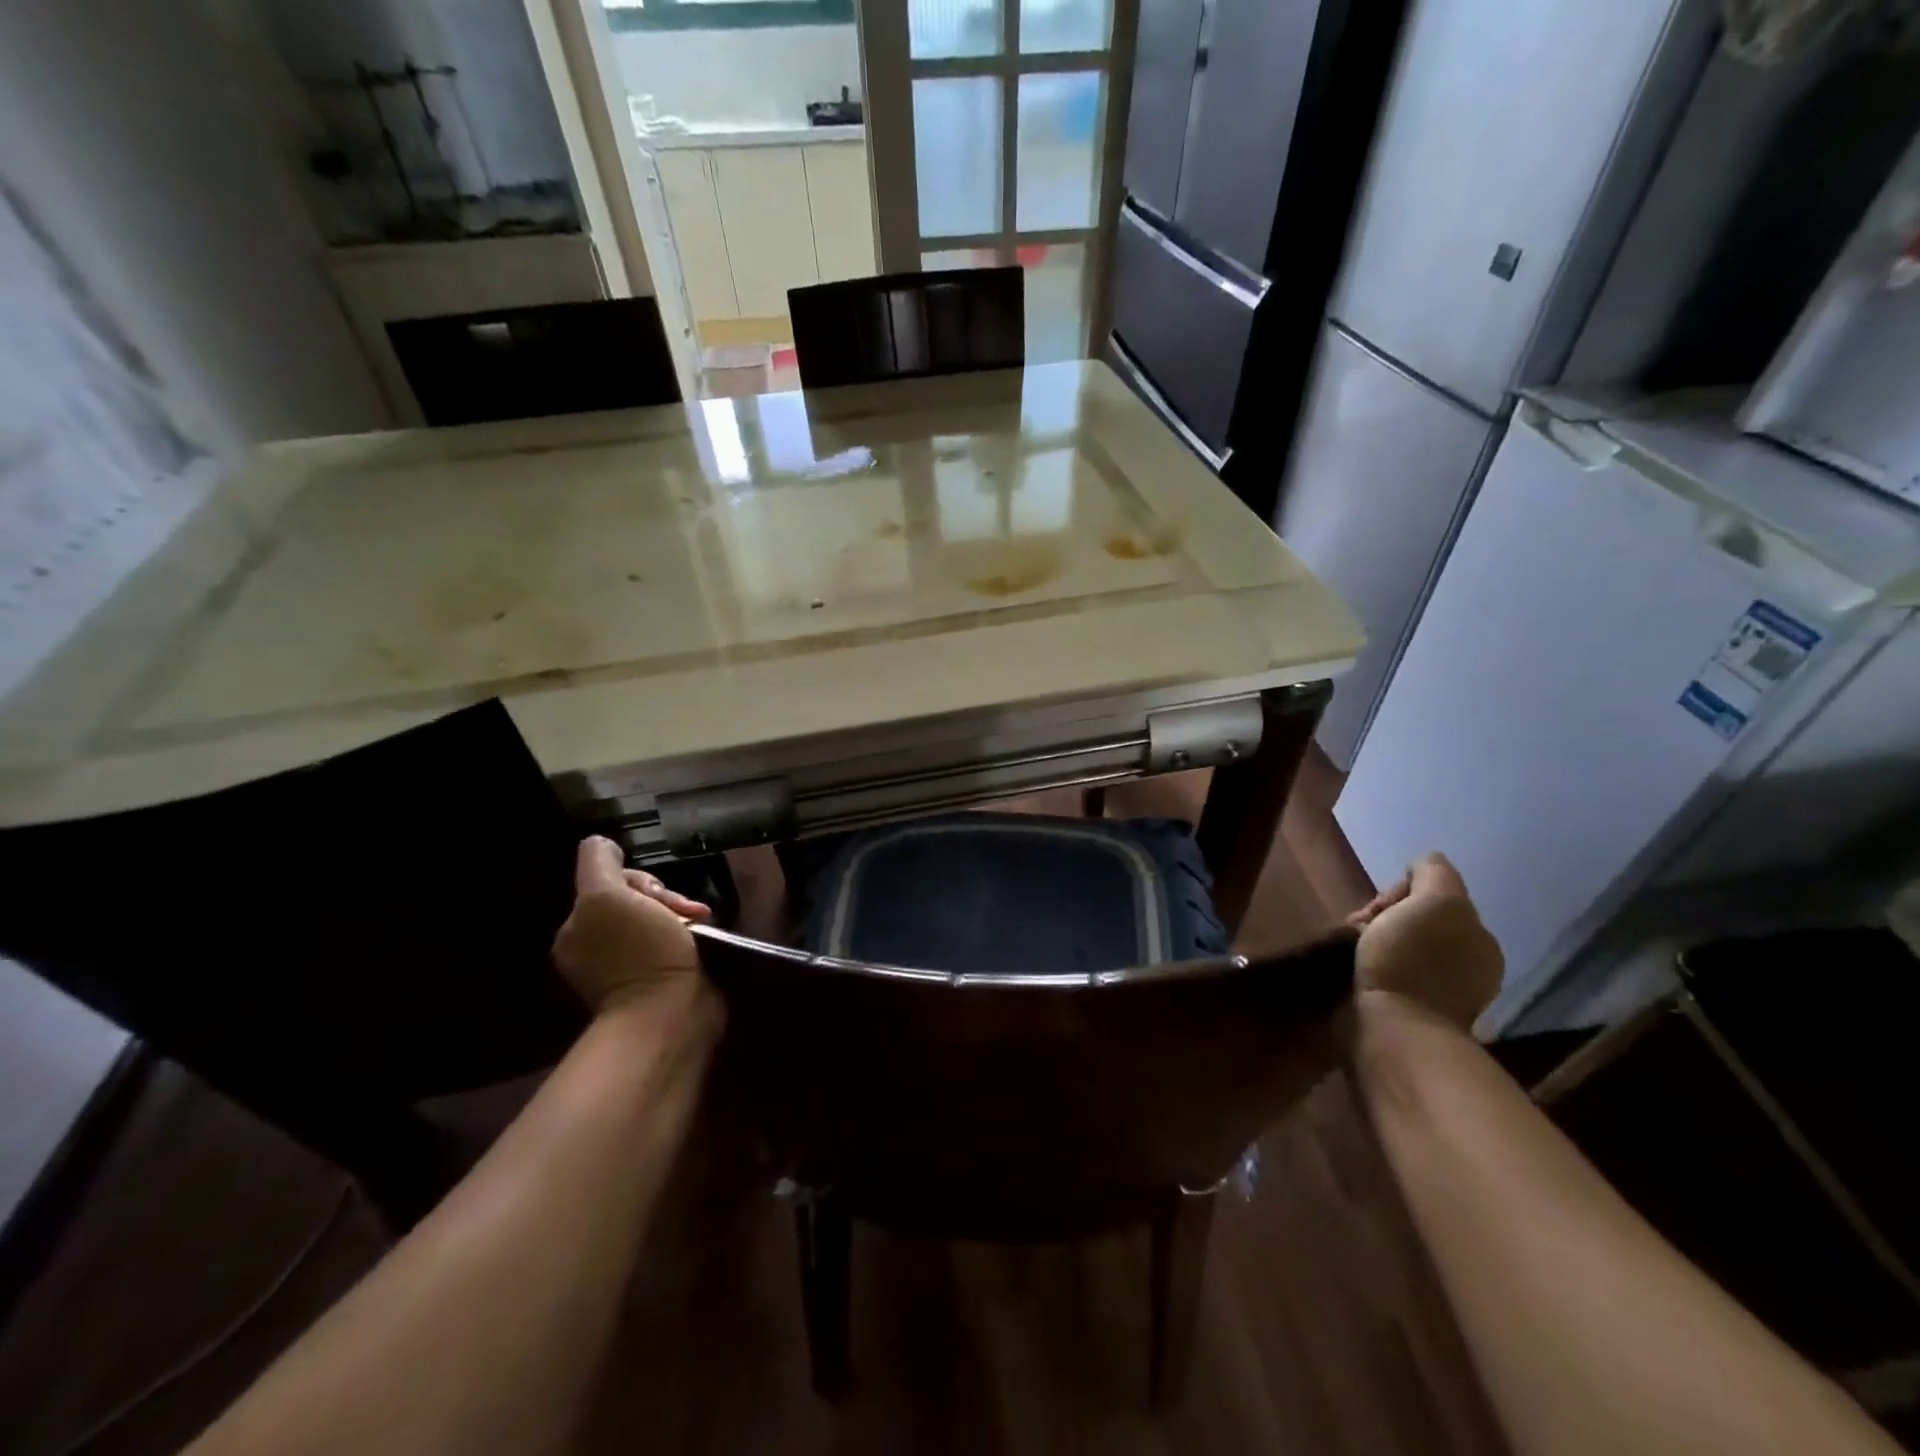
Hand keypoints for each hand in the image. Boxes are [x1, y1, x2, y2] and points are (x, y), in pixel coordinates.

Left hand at [552, 837, 713, 1014]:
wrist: (671, 1014)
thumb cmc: (640, 953)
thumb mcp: (606, 896)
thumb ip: (598, 864)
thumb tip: (602, 844)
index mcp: (579, 929)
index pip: (610, 883)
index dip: (636, 881)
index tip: (657, 894)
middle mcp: (599, 947)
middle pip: (636, 900)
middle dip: (664, 899)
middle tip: (687, 911)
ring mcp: (630, 967)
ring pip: (659, 919)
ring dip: (681, 914)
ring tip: (703, 922)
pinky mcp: (660, 981)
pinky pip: (674, 942)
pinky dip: (689, 936)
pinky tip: (704, 937)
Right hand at [1347, 853, 1502, 1030]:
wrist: (1393, 1028)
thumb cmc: (1413, 960)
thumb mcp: (1436, 900)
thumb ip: (1435, 874)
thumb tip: (1422, 868)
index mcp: (1480, 938)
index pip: (1435, 896)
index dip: (1401, 893)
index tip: (1379, 909)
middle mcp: (1469, 965)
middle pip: (1417, 920)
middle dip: (1386, 918)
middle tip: (1360, 929)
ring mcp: (1442, 994)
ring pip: (1401, 945)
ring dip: (1376, 941)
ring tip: (1353, 949)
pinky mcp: (1411, 1013)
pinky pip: (1391, 972)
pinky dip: (1374, 966)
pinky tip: (1358, 970)